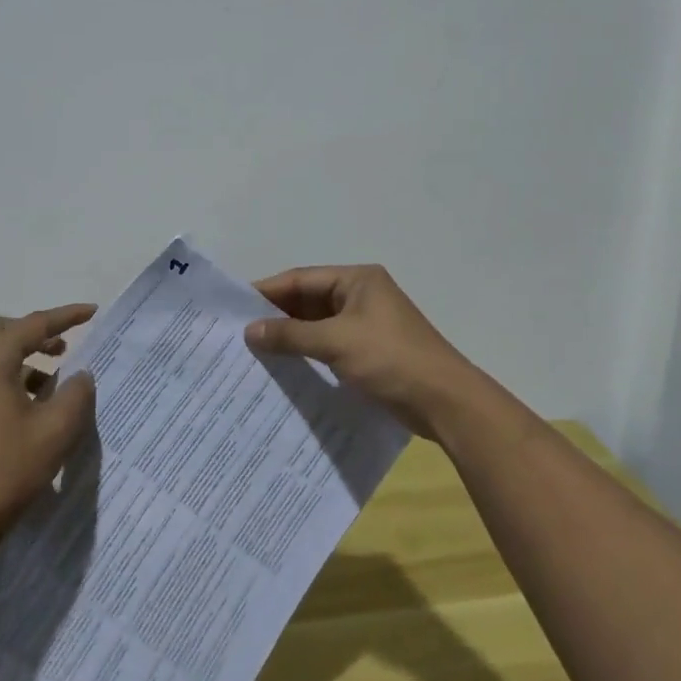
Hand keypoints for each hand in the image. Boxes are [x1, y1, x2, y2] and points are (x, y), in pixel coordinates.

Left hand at [0, 304, 97, 563]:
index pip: (32, 325)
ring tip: (53, 387)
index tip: (93, 312)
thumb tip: (81, 375)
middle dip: (33, 332)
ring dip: (21, 359)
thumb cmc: (1, 474)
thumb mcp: (54, 434)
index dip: (66, 316)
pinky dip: (8, 380)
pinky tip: (29, 414)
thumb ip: (76, 396)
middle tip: (62, 350)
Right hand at [244, 264, 491, 439]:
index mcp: (357, 280)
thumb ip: (291, 335)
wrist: (445, 401)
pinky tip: (285, 368)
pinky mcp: (370, 351)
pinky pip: (330, 344)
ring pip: (318, 324)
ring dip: (291, 336)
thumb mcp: (336, 343)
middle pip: (309, 300)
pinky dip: (308, 352)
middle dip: (277, 316)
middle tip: (239, 333)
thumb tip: (250, 331)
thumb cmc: (390, 359)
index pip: (302, 279)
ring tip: (254, 352)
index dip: (268, 291)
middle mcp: (361, 295)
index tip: (235, 308)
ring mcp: (367, 324)